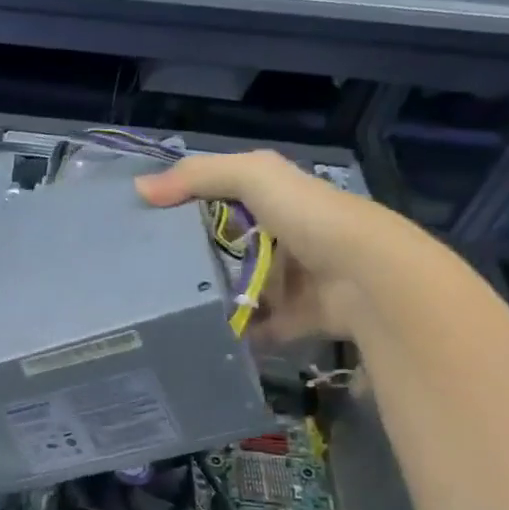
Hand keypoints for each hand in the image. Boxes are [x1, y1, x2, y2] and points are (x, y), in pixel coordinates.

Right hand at [135, 150, 394, 342]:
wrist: (369, 280)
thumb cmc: (312, 219)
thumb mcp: (255, 177)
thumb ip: (199, 176)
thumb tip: (139, 188)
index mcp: (278, 201)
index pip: (223, 199)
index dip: (186, 207)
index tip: (144, 224)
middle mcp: (285, 239)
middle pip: (228, 247)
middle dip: (192, 258)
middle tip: (145, 272)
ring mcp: (291, 282)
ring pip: (239, 288)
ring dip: (210, 297)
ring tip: (162, 306)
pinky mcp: (295, 320)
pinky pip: (255, 327)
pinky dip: (233, 331)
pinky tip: (198, 333)